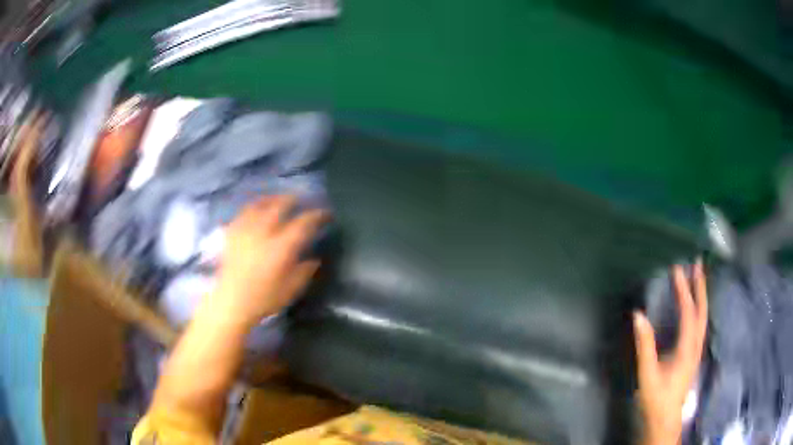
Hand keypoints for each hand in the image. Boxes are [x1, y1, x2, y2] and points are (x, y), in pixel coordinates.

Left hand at [203, 196, 327, 328]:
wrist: (231, 303)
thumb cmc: (263, 299)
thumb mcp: (291, 290)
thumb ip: (304, 272)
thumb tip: (314, 259)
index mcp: (281, 247)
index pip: (303, 223)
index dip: (316, 215)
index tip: (325, 214)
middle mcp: (263, 232)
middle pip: (280, 206)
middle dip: (293, 200)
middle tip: (301, 200)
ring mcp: (246, 230)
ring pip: (260, 204)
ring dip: (273, 199)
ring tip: (279, 199)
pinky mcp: (232, 233)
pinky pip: (244, 212)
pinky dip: (253, 207)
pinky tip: (256, 209)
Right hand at [634, 260, 707, 444]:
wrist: (665, 419)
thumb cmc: (656, 398)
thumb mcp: (648, 374)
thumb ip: (644, 346)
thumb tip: (638, 315)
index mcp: (687, 348)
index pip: (688, 313)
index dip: (683, 290)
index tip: (677, 269)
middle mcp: (696, 345)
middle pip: (702, 311)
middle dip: (700, 286)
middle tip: (696, 263)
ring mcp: (696, 350)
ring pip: (703, 317)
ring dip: (701, 295)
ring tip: (697, 278)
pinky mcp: (693, 354)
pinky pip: (700, 324)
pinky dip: (699, 308)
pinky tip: (694, 306)